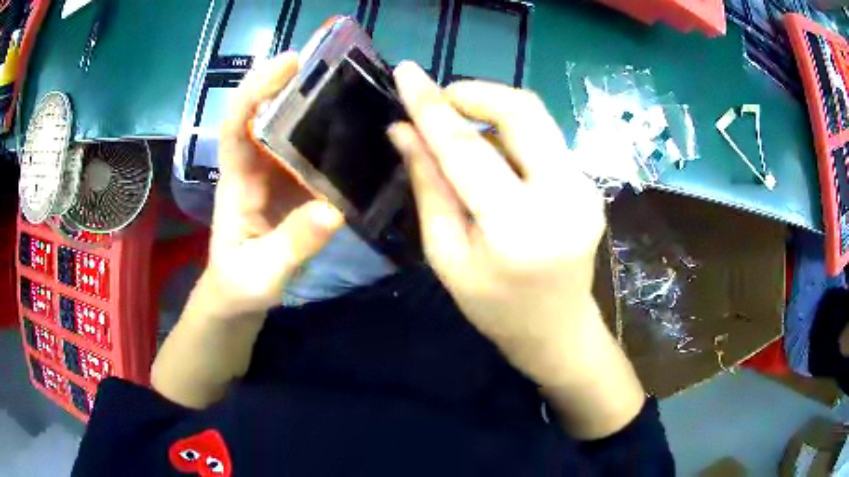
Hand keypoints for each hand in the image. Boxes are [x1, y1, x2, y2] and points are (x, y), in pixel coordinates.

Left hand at [209, 52, 343, 316]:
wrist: (238, 297)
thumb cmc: (241, 285)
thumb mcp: (263, 274)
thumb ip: (293, 245)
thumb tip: (333, 210)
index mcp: (238, 182)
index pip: (237, 125)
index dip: (255, 90)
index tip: (287, 64)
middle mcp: (255, 168)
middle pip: (267, 115)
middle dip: (292, 84)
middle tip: (334, 65)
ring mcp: (275, 175)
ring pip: (291, 129)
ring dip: (316, 105)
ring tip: (354, 88)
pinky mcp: (293, 187)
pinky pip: (311, 153)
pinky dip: (330, 137)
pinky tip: (359, 131)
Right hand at [388, 62, 606, 376]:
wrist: (556, 328)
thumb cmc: (494, 307)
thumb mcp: (447, 255)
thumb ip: (428, 186)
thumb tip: (403, 131)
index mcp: (518, 228)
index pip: (467, 149)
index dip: (432, 106)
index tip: (406, 73)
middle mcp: (564, 196)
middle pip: (522, 109)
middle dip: (474, 93)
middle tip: (440, 104)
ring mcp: (585, 186)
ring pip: (535, 118)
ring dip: (491, 112)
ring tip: (461, 135)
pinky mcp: (589, 183)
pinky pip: (544, 138)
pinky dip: (511, 134)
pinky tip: (494, 158)